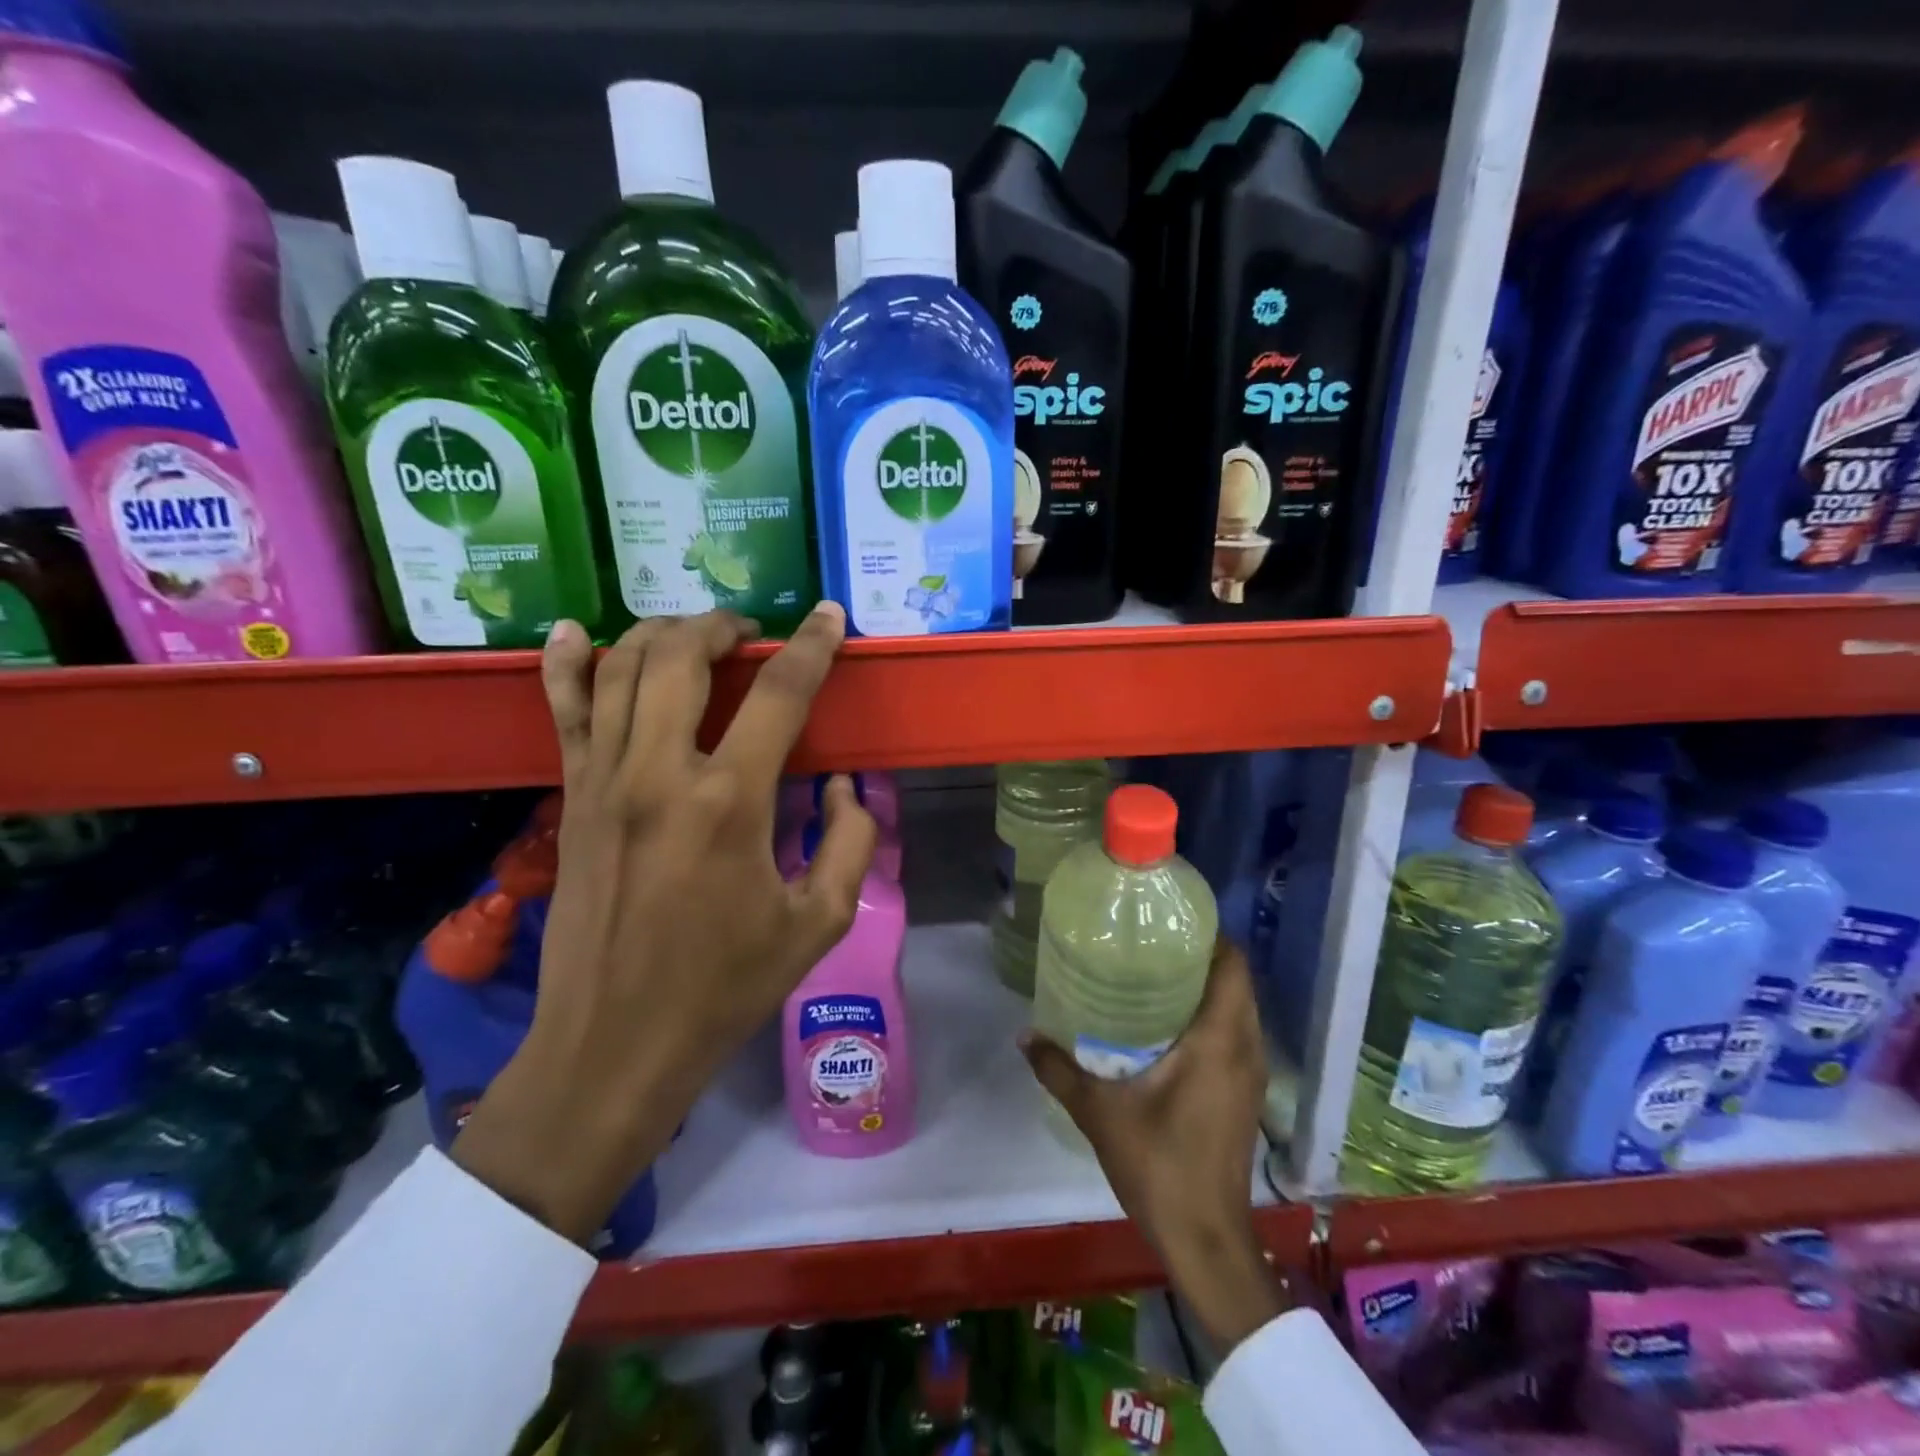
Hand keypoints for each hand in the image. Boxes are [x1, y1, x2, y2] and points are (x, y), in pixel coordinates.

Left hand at [455, 606, 876, 1244]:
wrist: (614, 1044)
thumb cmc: (724, 988)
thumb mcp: (820, 922)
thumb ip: (850, 841)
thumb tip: (845, 786)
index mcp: (730, 802)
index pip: (779, 693)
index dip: (811, 646)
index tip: (829, 617)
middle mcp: (659, 773)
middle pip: (683, 656)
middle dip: (723, 626)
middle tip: (751, 633)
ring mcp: (603, 780)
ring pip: (620, 668)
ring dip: (662, 634)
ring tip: (694, 635)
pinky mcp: (570, 798)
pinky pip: (562, 711)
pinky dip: (566, 664)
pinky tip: (573, 632)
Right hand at [1021, 939, 1290, 1351]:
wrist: (1205, 1238)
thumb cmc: (1158, 1165)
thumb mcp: (1098, 1112)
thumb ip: (1058, 1068)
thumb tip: (1024, 1034)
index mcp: (1218, 1040)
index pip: (1232, 966)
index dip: (1210, 935)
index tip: (1171, 922)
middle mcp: (1244, 1048)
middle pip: (1237, 982)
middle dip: (1202, 956)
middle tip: (1153, 943)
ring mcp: (1251, 1073)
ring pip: (1240, 1009)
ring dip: (1209, 987)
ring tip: (1158, 974)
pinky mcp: (1246, 1094)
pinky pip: (1237, 1035)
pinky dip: (1214, 1017)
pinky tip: (1171, 1023)